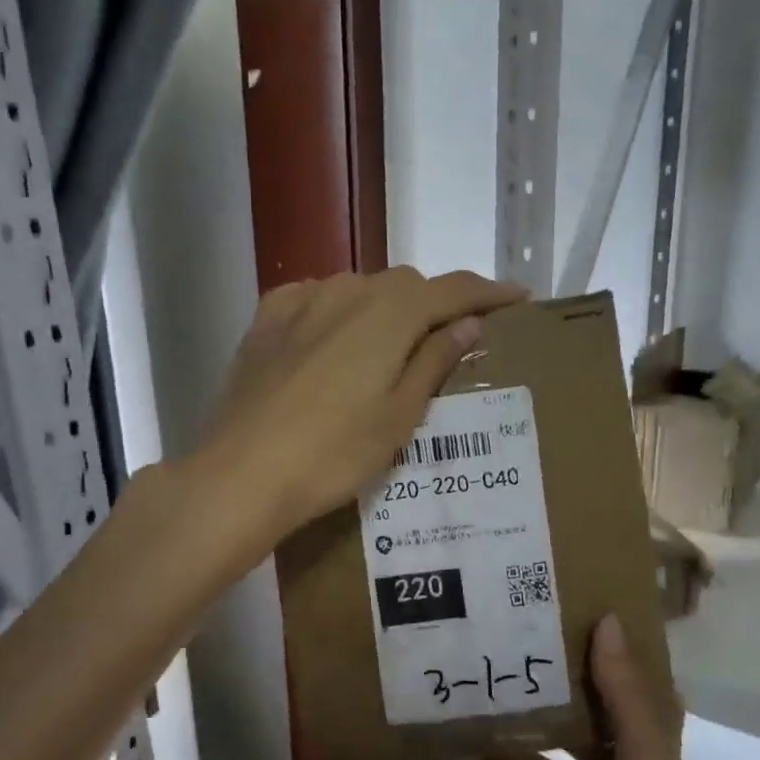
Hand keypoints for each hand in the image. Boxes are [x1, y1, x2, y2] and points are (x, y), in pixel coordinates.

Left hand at [191, 268, 525, 545]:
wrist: (242, 473)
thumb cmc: (333, 453)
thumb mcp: (399, 416)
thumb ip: (434, 361)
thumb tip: (467, 325)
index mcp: (390, 311)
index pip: (453, 289)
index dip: (488, 293)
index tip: (517, 299)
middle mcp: (346, 290)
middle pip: (404, 286)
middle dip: (433, 305)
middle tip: (449, 340)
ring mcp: (300, 301)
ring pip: (358, 290)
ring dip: (384, 309)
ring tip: (389, 348)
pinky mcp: (265, 321)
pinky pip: (314, 300)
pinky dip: (337, 313)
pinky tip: (334, 338)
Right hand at [467, 614, 721, 759]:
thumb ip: (623, 698)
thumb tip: (608, 619)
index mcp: (649, 744)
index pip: (620, 682)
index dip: (593, 650)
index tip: (552, 615)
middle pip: (577, 722)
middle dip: (540, 694)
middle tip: (492, 658)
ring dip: (514, 744)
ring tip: (468, 709)